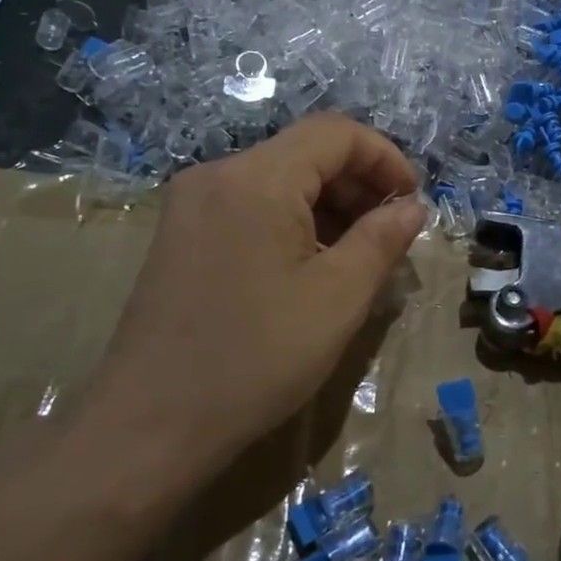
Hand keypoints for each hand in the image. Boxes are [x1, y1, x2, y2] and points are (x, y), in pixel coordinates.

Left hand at [81, 115, 425, 482]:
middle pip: (306, 151)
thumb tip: (413, 207)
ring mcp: (192, 203)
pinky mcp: (181, 233)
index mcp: (257, 178)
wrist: (147, 427)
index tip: (413, 203)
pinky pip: (252, 204)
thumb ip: (382, 239)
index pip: (336, 133)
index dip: (386, 158)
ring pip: (279, 178)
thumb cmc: (255, 358)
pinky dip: (293, 220)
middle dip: (359, 184)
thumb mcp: (338, 298)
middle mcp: (218, 174)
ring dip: (328, 204)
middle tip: (391, 235)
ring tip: (358, 255)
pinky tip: (311, 265)